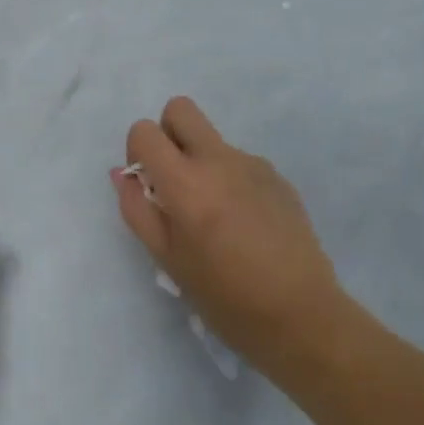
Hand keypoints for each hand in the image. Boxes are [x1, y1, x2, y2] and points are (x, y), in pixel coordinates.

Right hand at [114, 97, 354, 380]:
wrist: (300, 314)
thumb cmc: (222, 296)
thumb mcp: (166, 259)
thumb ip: (137, 210)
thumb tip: (123, 174)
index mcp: (186, 183)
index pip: (145, 130)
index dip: (137, 152)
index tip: (147, 184)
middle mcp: (219, 161)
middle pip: (181, 110)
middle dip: (167, 134)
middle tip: (173, 180)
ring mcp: (253, 165)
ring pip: (212, 141)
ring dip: (201, 162)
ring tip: (215, 218)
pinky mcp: (278, 177)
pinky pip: (239, 163)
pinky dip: (229, 180)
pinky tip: (243, 224)